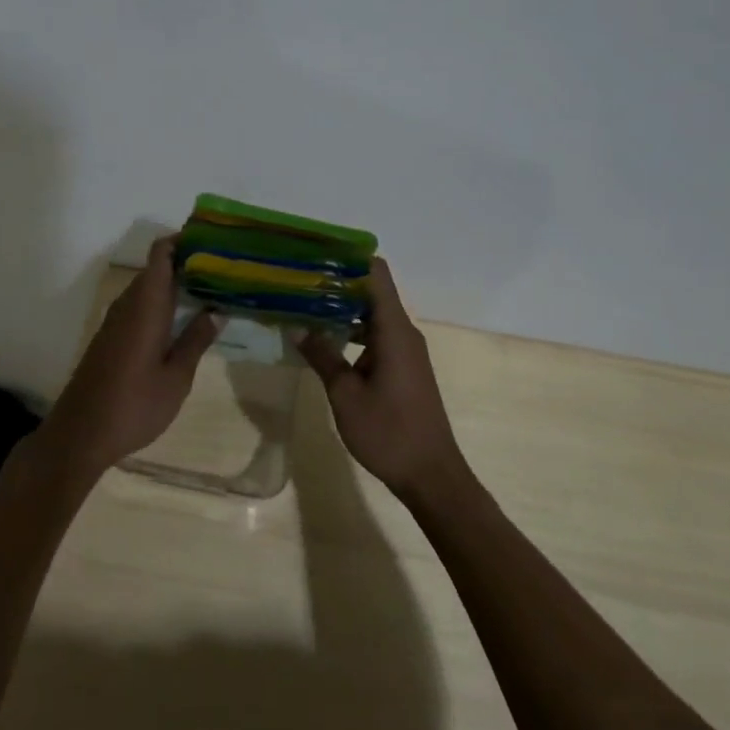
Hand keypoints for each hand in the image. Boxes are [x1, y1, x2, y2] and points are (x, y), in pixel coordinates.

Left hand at [41, 237, 219, 476]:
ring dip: (174, 286)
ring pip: (147, 289)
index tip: (213, 242)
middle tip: (224, 271)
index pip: (160, 253)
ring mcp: (115, 321)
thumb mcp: (176, 378)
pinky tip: (181, 322)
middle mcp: (127, 304)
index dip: (183, 241)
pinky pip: (139, 307)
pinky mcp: (110, 338)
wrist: (80, 434)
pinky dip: (161, 305)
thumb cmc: (134, 405)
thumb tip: (216, 311)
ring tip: (211, 293)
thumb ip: (196, 341)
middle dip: (187, 264)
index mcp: (145, 305)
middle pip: (156, 269)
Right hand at [298, 257, 465, 499]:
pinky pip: (376, 336)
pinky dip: (352, 332)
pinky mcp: (403, 368)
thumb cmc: (389, 432)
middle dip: (337, 283)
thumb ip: (322, 355)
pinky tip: (325, 341)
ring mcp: (405, 351)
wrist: (431, 475)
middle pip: (372, 291)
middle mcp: (403, 332)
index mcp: (394, 330)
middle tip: (298, 280)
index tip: (316, 254)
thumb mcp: (345, 394)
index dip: (348, 258)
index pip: (376, 274)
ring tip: (304, 306)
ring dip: (342, 310)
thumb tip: (297, 326)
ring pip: (372, 315)